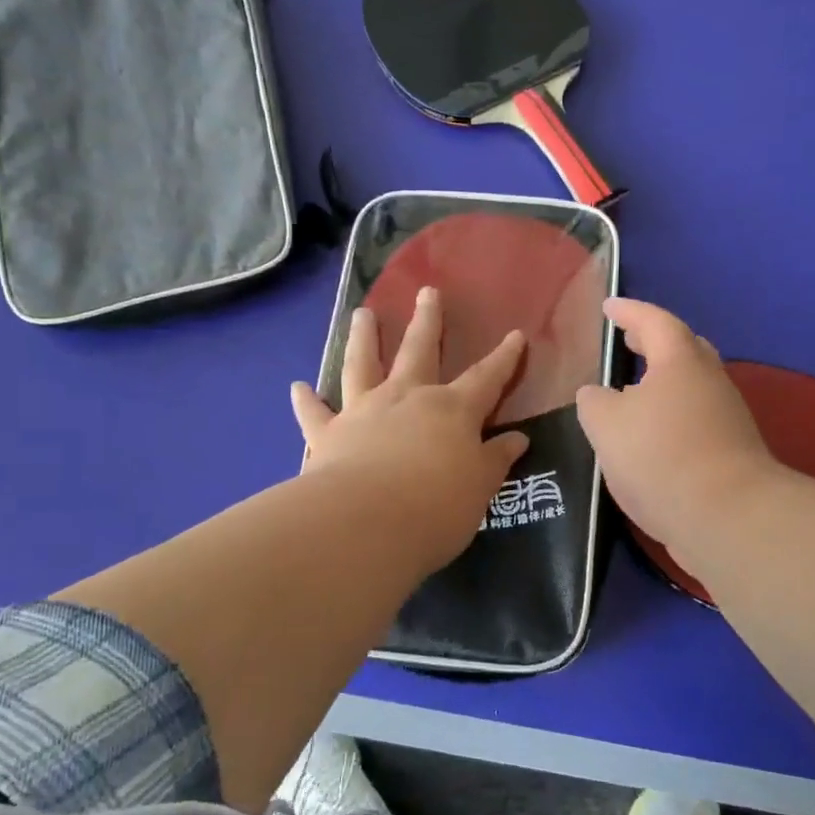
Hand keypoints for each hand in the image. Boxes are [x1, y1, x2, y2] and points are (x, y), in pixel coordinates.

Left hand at [291, 287, 529, 567]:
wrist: (365, 523)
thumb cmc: (435, 507)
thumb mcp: (480, 487)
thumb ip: (495, 460)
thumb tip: (517, 439)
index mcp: (452, 410)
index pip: (486, 378)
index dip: (503, 357)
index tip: (515, 335)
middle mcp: (407, 398)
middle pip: (419, 350)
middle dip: (427, 320)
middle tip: (427, 291)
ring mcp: (363, 411)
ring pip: (362, 364)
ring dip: (363, 338)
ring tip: (362, 314)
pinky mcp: (327, 434)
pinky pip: (315, 413)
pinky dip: (306, 400)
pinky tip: (297, 387)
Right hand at [575, 298, 776, 559]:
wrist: (727, 517)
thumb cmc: (660, 456)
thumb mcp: (605, 423)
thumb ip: (594, 402)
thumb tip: (597, 395)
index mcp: (680, 360)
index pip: (653, 321)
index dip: (628, 311)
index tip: (608, 307)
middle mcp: (710, 380)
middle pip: (682, 349)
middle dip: (653, 342)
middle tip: (627, 342)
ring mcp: (727, 417)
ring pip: (690, 387)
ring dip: (661, 383)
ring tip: (630, 393)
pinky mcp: (732, 452)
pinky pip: (694, 419)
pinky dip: (670, 417)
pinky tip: (649, 438)